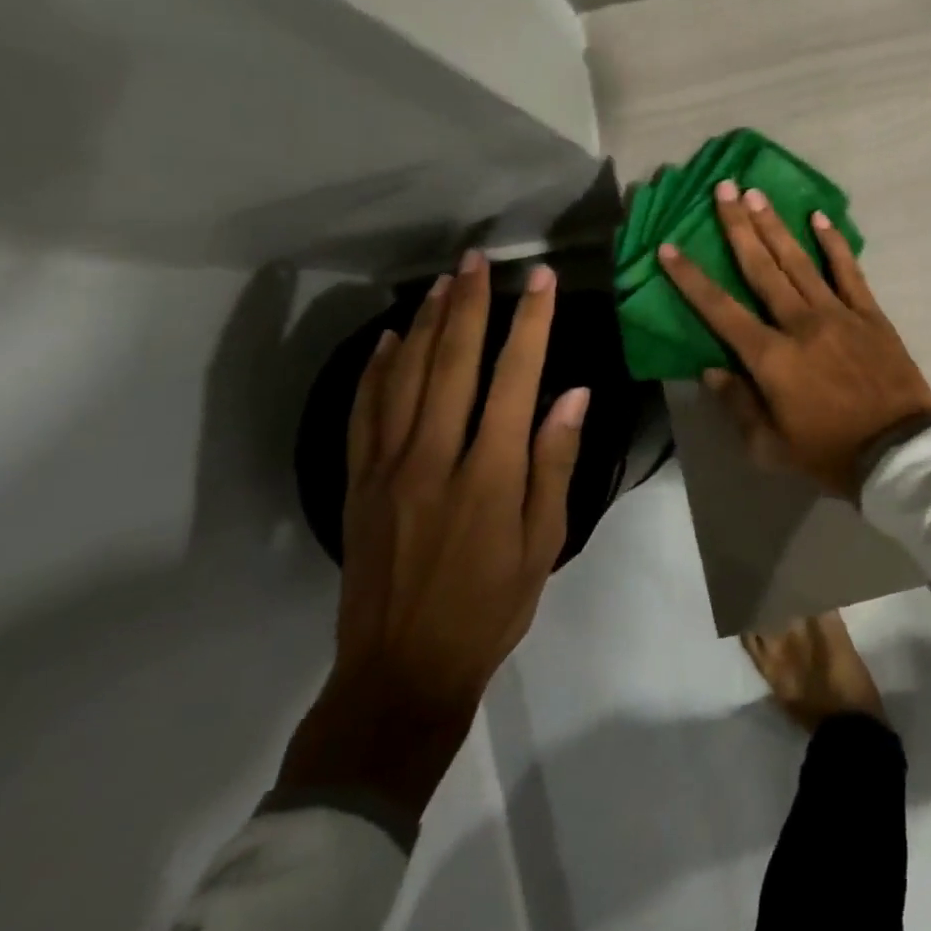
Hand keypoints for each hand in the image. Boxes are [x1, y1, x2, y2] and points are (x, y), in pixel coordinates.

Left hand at [278, 251, 586, 816]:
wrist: (401, 672)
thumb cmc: (490, 606)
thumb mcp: (544, 542)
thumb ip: (554, 463)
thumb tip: (572, 395)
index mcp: (488, 472)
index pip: (514, 377)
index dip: (531, 323)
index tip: (542, 280)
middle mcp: (433, 456)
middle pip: (451, 362)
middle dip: (469, 304)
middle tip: (479, 259)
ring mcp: (387, 467)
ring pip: (403, 376)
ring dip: (423, 323)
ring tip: (442, 282)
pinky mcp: (358, 483)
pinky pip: (364, 412)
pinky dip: (375, 369)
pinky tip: (385, 340)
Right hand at [658, 180, 930, 501]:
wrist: (897, 451)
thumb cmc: (829, 453)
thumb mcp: (771, 446)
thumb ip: (738, 405)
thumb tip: (711, 370)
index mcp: (771, 357)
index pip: (721, 309)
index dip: (691, 278)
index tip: (669, 247)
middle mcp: (800, 324)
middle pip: (761, 268)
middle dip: (738, 227)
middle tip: (723, 189)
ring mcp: (838, 313)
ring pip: (799, 261)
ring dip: (776, 226)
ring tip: (756, 193)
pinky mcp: (869, 313)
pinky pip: (849, 271)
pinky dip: (834, 243)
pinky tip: (819, 217)